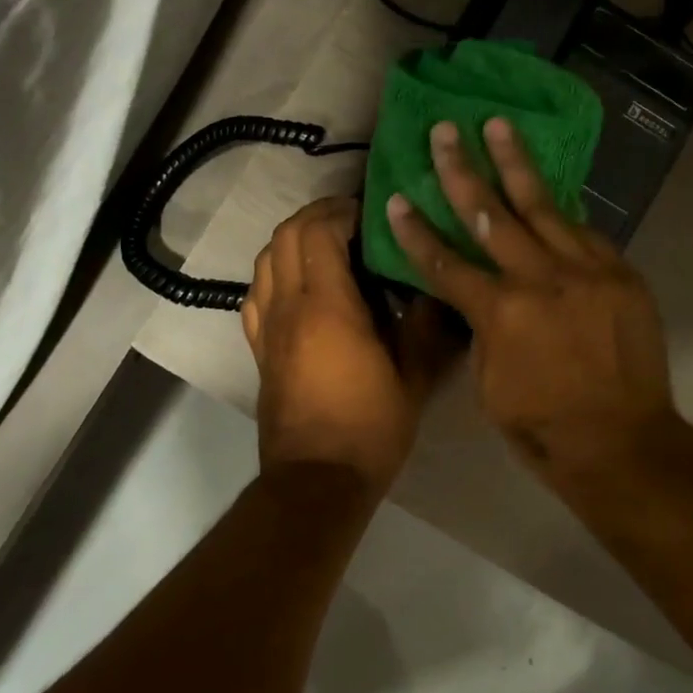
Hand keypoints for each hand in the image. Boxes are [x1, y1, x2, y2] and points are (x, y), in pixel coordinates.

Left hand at [243, 198, 455, 494]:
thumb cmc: (370, 428)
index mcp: (327, 306)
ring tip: (325, 243)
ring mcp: (268, 328)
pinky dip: (273, 272)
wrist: (317, 481)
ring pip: (264, 260)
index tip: (368, 211)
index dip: (340, 211)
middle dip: (314, 215)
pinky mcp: (258, 349)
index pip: (319, 232)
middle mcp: (289, 307)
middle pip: (284, 236)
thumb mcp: (413, 376)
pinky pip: (256, 294)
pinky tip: (296, 283)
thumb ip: (425, 325)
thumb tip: (436, 288)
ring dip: (291, 239)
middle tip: (349, 218)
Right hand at [385, 120, 678, 476]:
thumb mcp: (489, 383)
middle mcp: (540, 279)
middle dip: (461, 170)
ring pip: (543, 205)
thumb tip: (478, 295)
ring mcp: (586, 271)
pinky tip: (548, 193)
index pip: (445, 262)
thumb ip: (481, 328)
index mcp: (500, 312)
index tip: (395, 198)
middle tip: (445, 131)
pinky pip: (585, 232)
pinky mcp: (620, 273)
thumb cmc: (543, 426)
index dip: (415, 232)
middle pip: (491, 214)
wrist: (624, 443)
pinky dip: (561, 213)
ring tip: (499, 125)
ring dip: (516, 163)